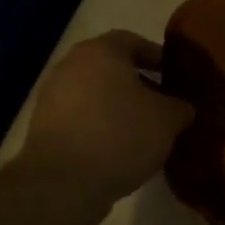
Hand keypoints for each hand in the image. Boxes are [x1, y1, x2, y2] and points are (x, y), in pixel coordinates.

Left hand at [21, 31, 194, 200]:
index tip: (175, 76)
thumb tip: (181, 108)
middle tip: (163, 104)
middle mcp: (71, 66)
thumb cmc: (120, 135)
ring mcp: (52, 97)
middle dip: (139, 84)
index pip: (134, 41)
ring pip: (95, 93)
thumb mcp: (168, 120)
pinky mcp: (43, 128)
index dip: (157, 57)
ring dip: (119, 107)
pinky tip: (119, 148)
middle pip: (112, 67)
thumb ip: (180, 107)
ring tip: (144, 131)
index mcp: (101, 51)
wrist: (62, 183)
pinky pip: (81, 118)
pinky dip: (100, 126)